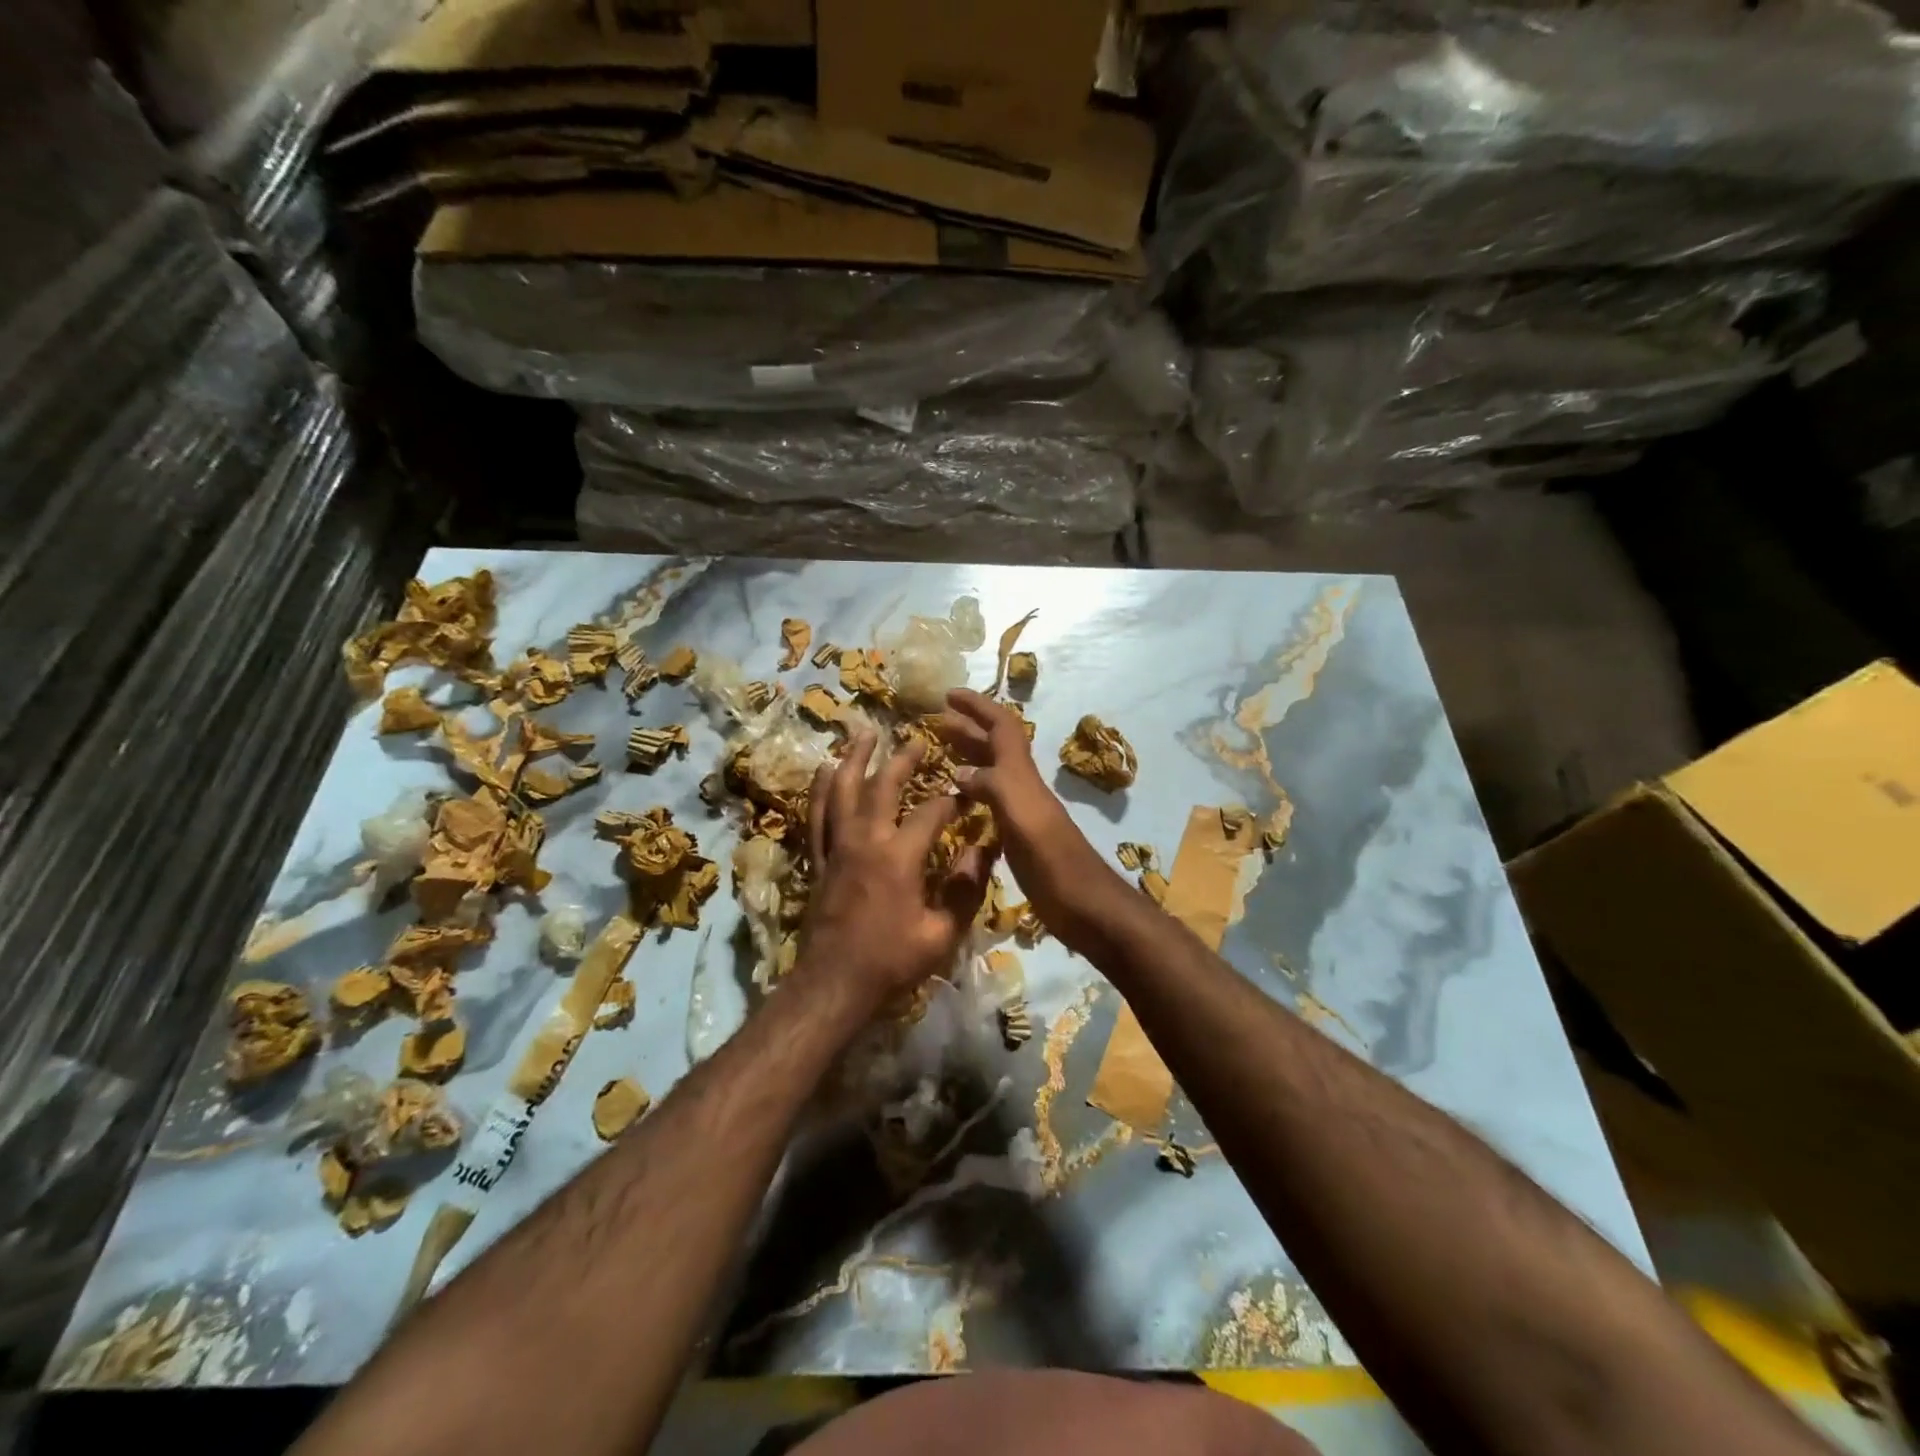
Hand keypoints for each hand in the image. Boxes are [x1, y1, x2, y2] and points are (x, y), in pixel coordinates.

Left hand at [798, 730, 995, 1012]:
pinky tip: (823, 771)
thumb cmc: (892, 961)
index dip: (953, 801)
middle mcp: (865, 840)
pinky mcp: (818, 859)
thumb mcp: (942, 933)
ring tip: (864, 732)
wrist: (834, 985)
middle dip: (902, 759)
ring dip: (854, 758)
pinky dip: (820, 789)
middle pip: (882, 785)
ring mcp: (836, 846)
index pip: (932, 812)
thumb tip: (985, 850)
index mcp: (899, 856)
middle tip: (917, 738)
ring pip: (842, 789)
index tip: (967, 796)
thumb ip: (966, 888)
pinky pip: (816, 815)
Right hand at [937, 691, 1107, 948]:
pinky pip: (990, 802)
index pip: (1001, 726)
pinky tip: (957, 801)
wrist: (1084, 905)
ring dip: (968, 756)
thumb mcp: (1021, 816)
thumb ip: (992, 787)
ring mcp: (1022, 812)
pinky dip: (971, 792)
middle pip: (995, 746)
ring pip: (992, 772)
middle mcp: (1022, 787)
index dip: (977, 706)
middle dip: (967, 727)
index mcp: (1022, 776)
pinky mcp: (1019, 836)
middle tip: (935, 721)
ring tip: (939, 753)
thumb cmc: (1053, 861)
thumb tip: (958, 771)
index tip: (948, 694)